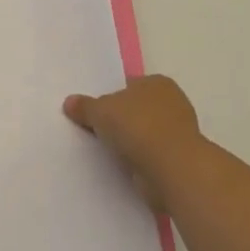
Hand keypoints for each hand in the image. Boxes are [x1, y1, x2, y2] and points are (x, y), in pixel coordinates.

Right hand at [63, 75, 206, 210]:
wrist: (171, 168)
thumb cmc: (137, 126)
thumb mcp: (99, 111)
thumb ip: (84, 106)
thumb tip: (70, 102)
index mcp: (157, 82)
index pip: (129, 85)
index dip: (111, 96)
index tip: (95, 111)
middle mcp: (172, 103)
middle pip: (137, 109)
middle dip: (121, 119)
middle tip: (96, 129)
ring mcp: (179, 132)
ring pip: (145, 133)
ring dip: (131, 141)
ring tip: (106, 150)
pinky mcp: (179, 158)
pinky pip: (151, 154)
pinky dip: (139, 159)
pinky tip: (123, 164)